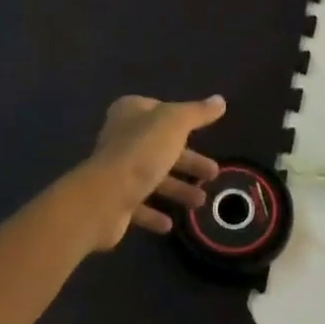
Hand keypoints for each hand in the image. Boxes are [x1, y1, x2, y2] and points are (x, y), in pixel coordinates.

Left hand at [84, 94, 225, 248]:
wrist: (105, 197)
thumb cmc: (142, 152)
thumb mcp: (176, 123)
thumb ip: (198, 112)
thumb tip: (220, 100)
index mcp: (130, 113)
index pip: (159, 110)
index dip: (180, 120)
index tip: (201, 132)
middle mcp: (121, 139)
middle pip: (161, 147)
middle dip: (188, 161)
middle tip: (213, 173)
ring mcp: (116, 171)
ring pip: (153, 177)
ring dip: (177, 189)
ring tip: (201, 201)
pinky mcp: (113, 201)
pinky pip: (139, 205)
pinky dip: (154, 214)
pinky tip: (170, 223)